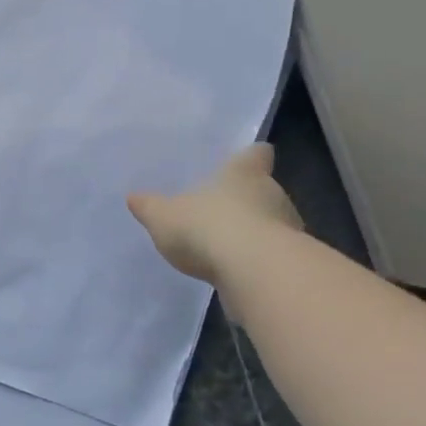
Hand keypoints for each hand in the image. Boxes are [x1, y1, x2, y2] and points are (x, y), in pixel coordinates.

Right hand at [128, 144, 301, 286]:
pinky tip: (240, 271)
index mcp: (243, 173)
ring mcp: (288, 228)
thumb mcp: (163, 216)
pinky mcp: (292, 262)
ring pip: (273, 222)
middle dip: (248, 199)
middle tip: (224, 209)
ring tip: (229, 245)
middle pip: (265, 188)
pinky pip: (275, 254)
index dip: (251, 156)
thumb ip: (150, 207)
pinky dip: (261, 260)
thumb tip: (133, 197)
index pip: (256, 154)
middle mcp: (271, 193)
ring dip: (257, 231)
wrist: (254, 272)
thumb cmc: (206, 227)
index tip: (247, 160)